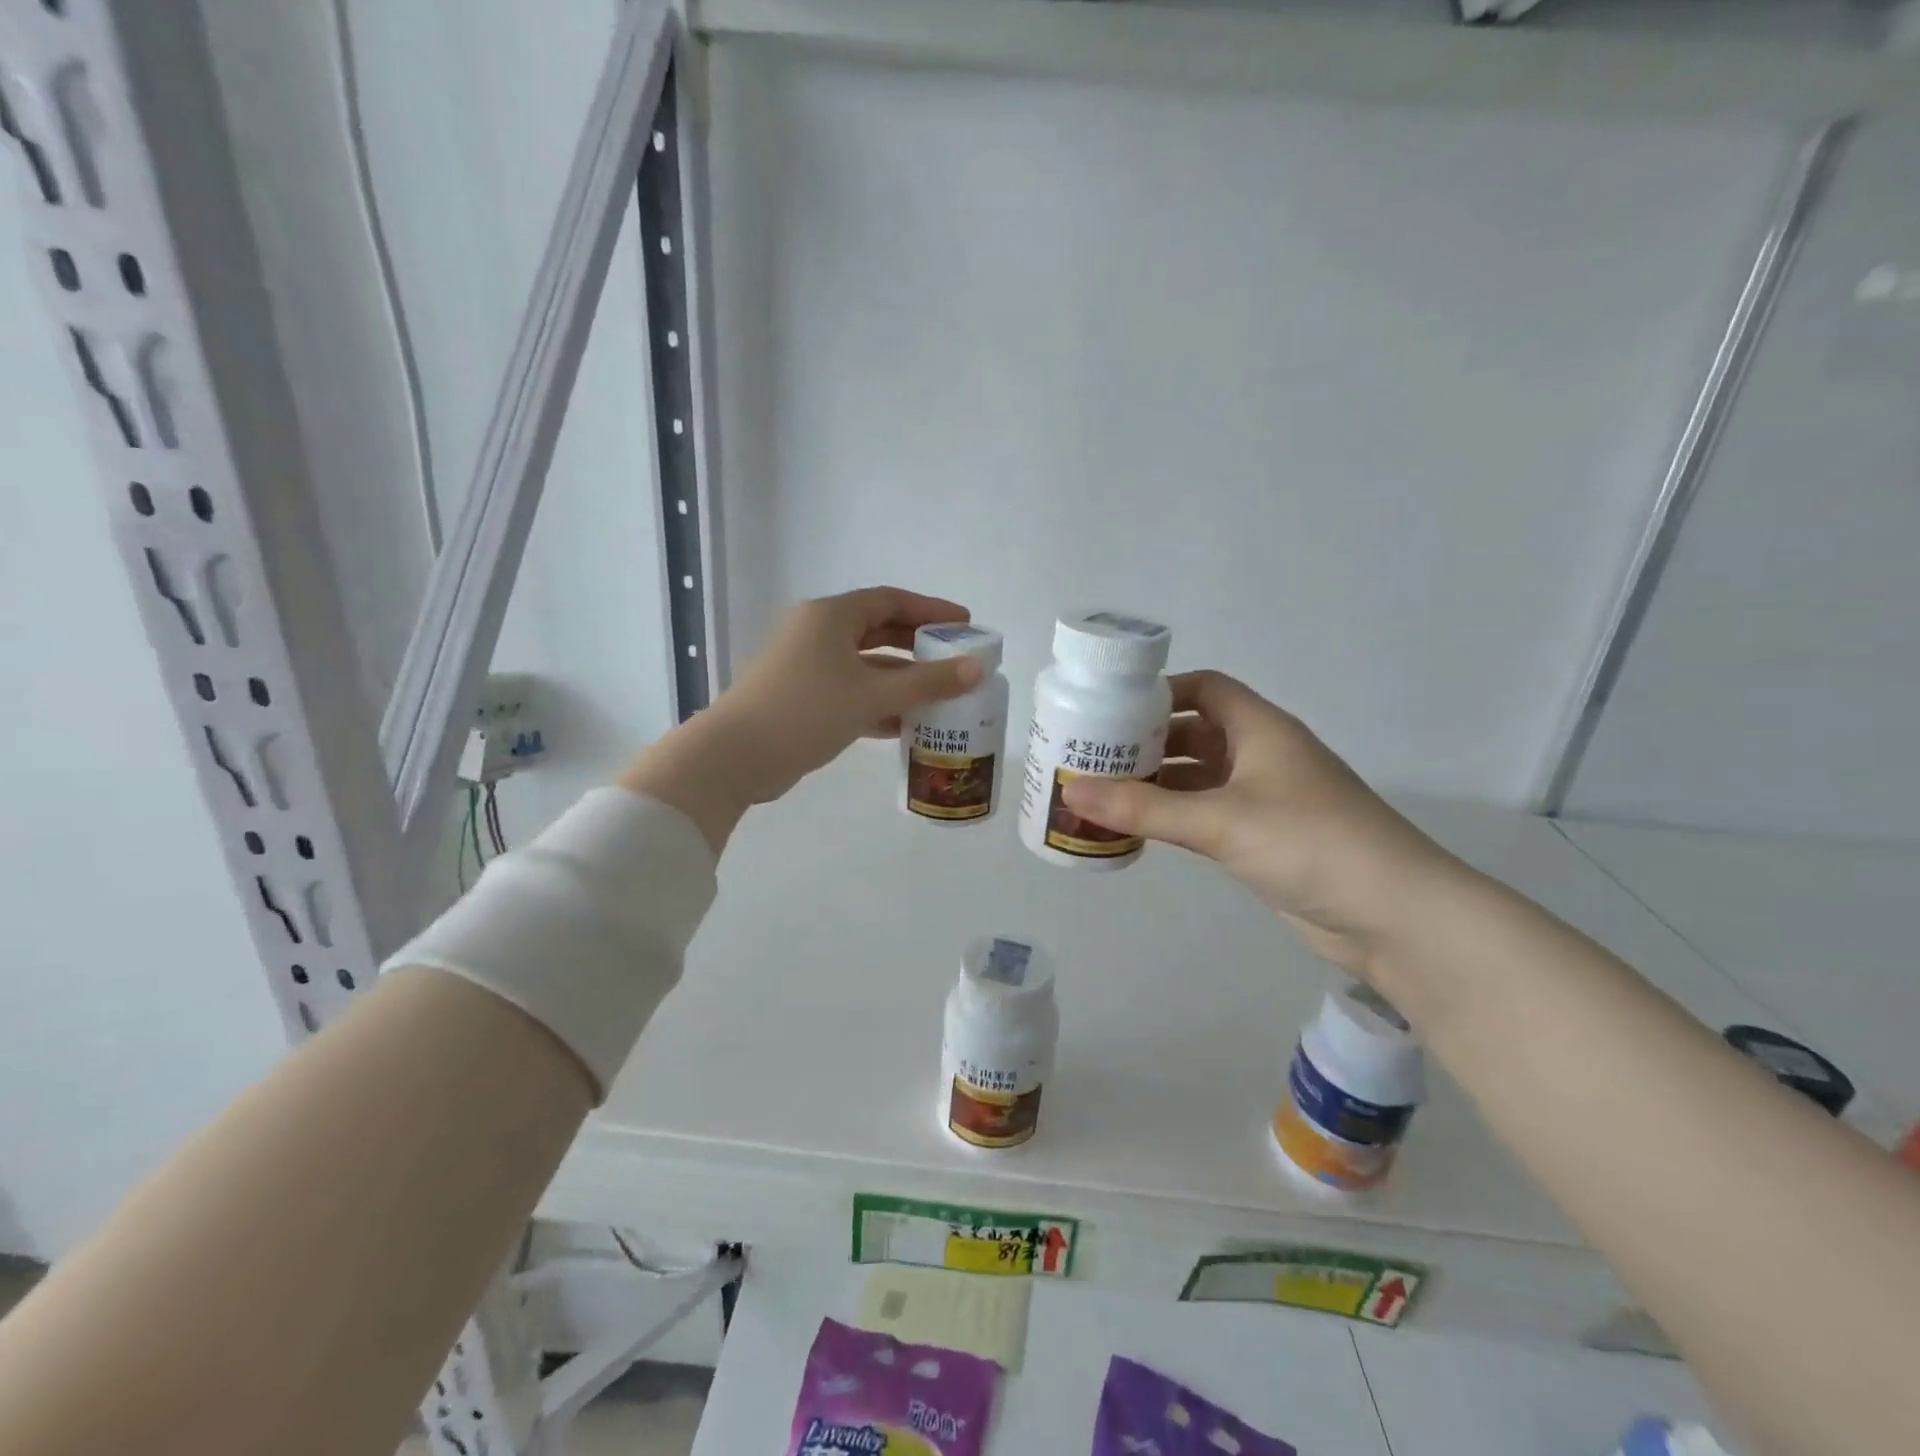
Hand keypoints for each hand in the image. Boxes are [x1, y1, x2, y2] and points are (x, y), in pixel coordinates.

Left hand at [620, 587, 982, 847]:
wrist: (735, 756)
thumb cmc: (806, 711)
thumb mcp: (872, 695)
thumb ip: (927, 682)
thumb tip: (977, 669)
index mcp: (831, 617)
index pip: (891, 601)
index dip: (930, 609)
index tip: (964, 623)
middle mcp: (818, 634)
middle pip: (879, 631)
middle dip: (918, 646)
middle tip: (955, 660)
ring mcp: (808, 667)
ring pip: (866, 666)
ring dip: (901, 680)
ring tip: (940, 697)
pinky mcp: (804, 699)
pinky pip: (852, 692)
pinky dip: (879, 703)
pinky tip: (907, 725)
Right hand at [1059, 671, 1455, 977]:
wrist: (1394, 916)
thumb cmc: (1311, 844)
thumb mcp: (1221, 820)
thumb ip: (1144, 808)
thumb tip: (1071, 792)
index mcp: (1261, 729)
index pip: (1205, 689)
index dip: (1159, 692)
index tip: (1109, 708)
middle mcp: (1262, 755)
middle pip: (1195, 732)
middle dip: (1146, 741)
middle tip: (1090, 754)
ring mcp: (1264, 798)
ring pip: (1199, 776)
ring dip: (1156, 782)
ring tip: (1100, 790)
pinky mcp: (1263, 837)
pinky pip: (1206, 813)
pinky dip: (1173, 815)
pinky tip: (1137, 826)